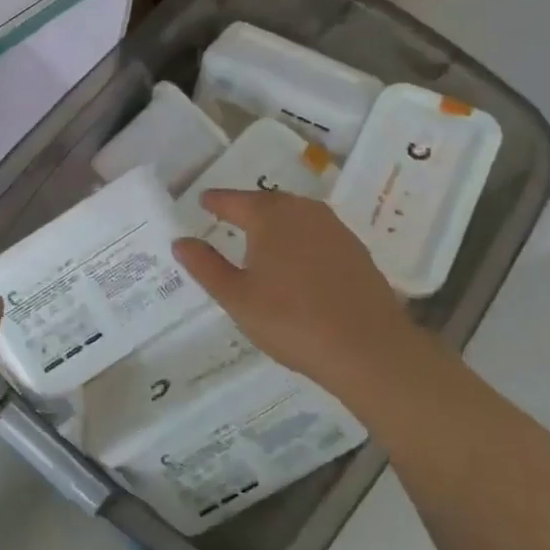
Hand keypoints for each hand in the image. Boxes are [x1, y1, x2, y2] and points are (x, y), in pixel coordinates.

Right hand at [172, 190, 427, 397]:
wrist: (368, 349)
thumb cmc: (291, 320)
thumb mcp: (237, 297)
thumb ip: (206, 266)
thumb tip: (181, 241)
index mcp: (270, 217)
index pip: (235, 200)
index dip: (216, 201)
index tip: (203, 201)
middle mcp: (303, 212)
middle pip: (268, 202)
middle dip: (247, 207)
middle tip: (229, 216)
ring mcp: (335, 229)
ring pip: (296, 215)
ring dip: (276, 221)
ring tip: (261, 236)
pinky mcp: (356, 251)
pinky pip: (318, 233)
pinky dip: (300, 238)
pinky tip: (297, 259)